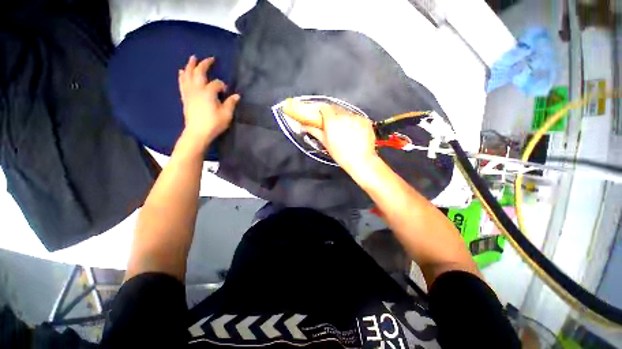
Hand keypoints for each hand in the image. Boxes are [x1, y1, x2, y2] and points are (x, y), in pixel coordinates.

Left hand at [178, 56, 239, 145]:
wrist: (197, 132)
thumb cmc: (214, 123)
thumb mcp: (226, 114)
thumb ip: (231, 103)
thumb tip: (237, 95)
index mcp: (208, 92)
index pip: (216, 83)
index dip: (222, 85)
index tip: (227, 91)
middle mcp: (197, 89)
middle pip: (199, 72)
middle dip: (205, 64)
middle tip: (210, 59)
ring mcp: (189, 92)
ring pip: (188, 75)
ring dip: (190, 65)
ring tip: (192, 58)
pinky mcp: (185, 97)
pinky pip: (182, 83)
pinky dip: (182, 76)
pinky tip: (182, 71)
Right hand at [303, 104, 378, 173]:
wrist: (361, 161)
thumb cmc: (341, 154)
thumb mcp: (325, 143)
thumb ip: (314, 131)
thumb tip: (305, 126)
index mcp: (332, 121)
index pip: (324, 107)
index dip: (321, 110)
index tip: (320, 115)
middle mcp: (344, 116)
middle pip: (335, 109)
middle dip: (332, 115)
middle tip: (331, 125)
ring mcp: (356, 117)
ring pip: (346, 113)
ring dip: (343, 118)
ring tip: (344, 132)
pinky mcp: (365, 120)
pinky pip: (356, 117)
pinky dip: (354, 122)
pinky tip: (354, 132)